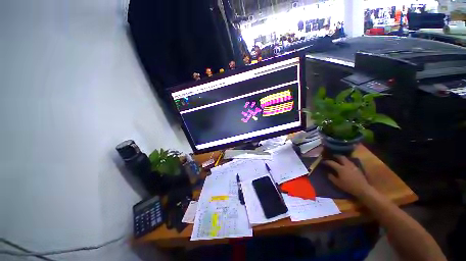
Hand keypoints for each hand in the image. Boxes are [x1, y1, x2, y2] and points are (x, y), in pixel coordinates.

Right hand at [323, 156, 371, 197]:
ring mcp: (353, 166)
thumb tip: (328, 173)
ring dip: (342, 158)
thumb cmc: (349, 186)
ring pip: (347, 159)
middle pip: (341, 157)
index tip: (323, 161)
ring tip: (339, 159)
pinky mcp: (357, 168)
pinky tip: (346, 164)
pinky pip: (351, 162)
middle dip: (336, 156)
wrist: (363, 189)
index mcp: (340, 168)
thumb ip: (332, 177)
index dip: (327, 161)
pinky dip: (347, 162)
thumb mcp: (338, 183)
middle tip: (333, 156)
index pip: (332, 163)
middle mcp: (346, 165)